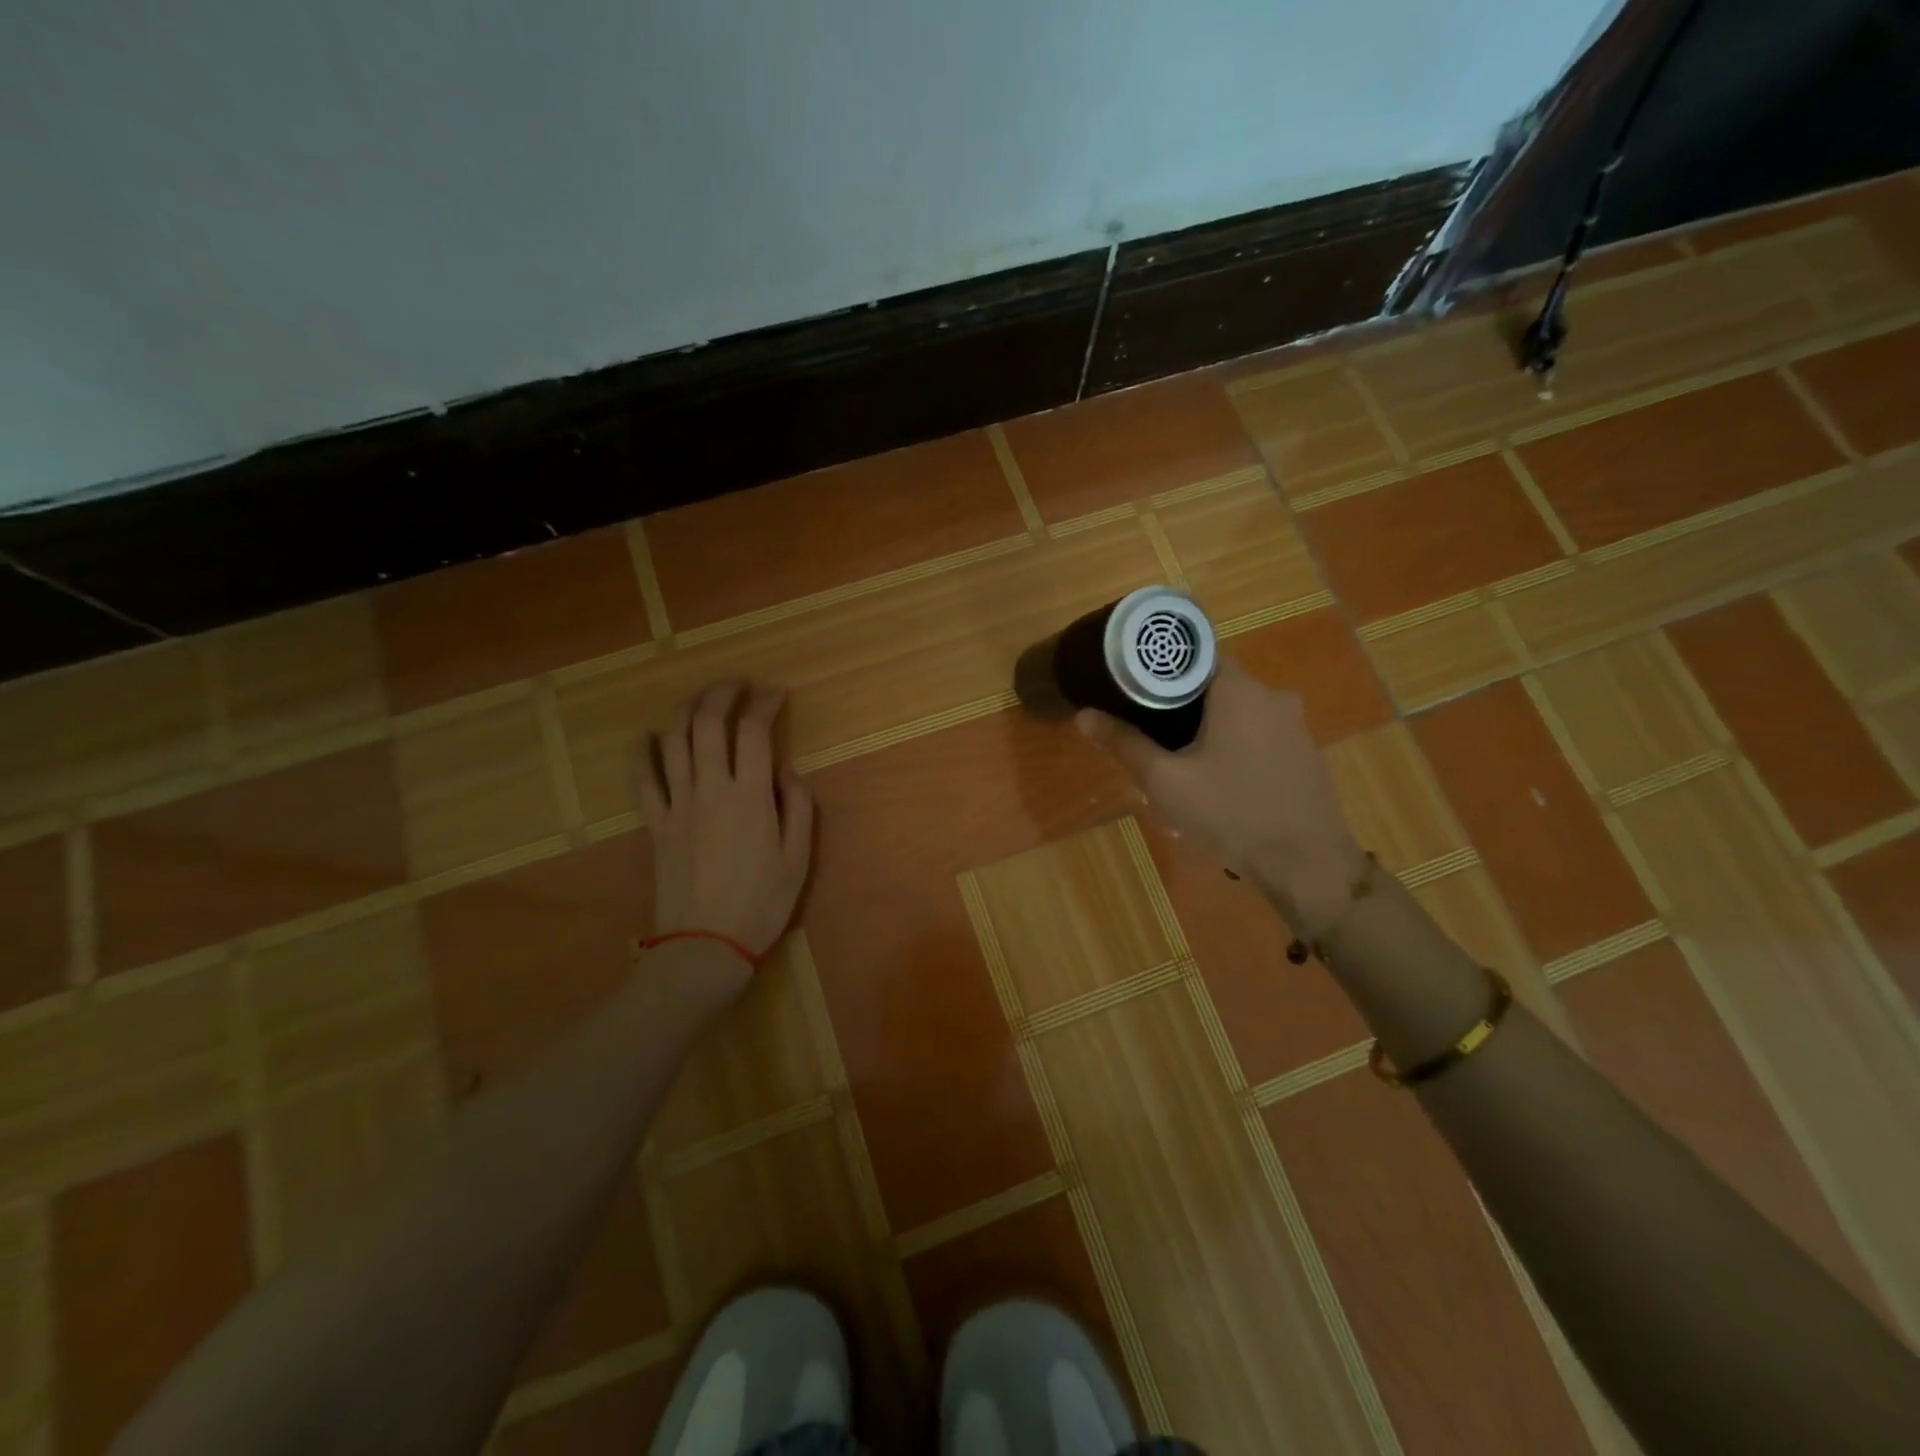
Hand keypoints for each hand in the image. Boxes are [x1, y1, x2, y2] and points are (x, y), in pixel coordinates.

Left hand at [638, 681, 814, 963]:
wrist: (705, 945)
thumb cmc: (761, 903)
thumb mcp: (799, 858)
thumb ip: (799, 807)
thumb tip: (787, 770)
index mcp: (751, 796)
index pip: (754, 732)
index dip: (765, 704)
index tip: (775, 694)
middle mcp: (711, 789)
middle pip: (708, 723)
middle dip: (722, 693)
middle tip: (737, 684)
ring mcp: (677, 804)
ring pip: (674, 741)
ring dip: (686, 710)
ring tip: (701, 699)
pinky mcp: (655, 823)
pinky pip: (643, 778)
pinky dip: (643, 751)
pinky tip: (648, 735)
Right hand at [1077, 659, 1366, 929]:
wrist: (1306, 863)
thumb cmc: (1230, 812)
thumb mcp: (1165, 781)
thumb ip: (1125, 744)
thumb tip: (1084, 716)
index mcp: (1239, 690)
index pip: (1194, 657)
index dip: (1161, 672)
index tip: (1136, 692)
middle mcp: (1272, 695)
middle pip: (1215, 685)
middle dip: (1182, 705)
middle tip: (1151, 731)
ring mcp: (1295, 724)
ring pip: (1239, 711)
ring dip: (1210, 727)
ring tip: (1180, 759)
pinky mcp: (1306, 752)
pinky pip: (1260, 734)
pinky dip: (1236, 745)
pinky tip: (1220, 779)